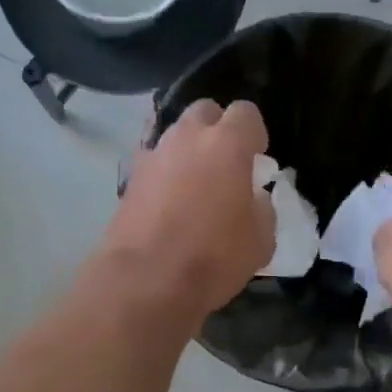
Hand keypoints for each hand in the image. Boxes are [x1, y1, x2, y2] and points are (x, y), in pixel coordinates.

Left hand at [98, 99, 275, 320]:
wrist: (145, 280)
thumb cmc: (213, 258)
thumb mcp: (261, 240)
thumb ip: (262, 208)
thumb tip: (253, 197)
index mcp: (227, 144)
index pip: (246, 112)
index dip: (254, 133)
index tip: (257, 157)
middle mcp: (187, 138)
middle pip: (205, 111)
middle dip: (217, 128)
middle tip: (225, 162)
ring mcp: (153, 154)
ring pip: (175, 134)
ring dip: (188, 149)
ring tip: (195, 183)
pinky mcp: (129, 178)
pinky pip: (154, 161)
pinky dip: (165, 172)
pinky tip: (169, 200)